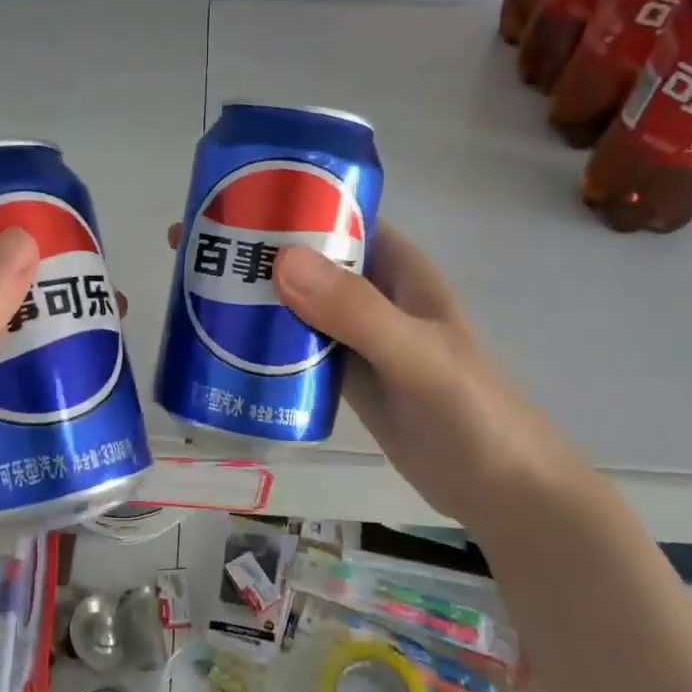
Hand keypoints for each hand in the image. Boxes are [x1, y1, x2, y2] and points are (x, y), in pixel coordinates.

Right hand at [168, 220, 595, 522]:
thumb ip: (356, 312)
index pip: (335, 215)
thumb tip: (281, 260)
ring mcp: (356, 336)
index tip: (225, 199)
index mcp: (396, 268)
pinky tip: (220, 342)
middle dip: (251, 247)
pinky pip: (294, 347)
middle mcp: (372, 293)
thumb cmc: (474, 414)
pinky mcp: (344, 376)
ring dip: (250, 293)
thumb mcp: (417, 356)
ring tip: (191, 288)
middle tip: (188, 244)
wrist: (503, 492)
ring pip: (294, 302)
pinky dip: (261, 341)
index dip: (284, 201)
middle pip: (304, 257)